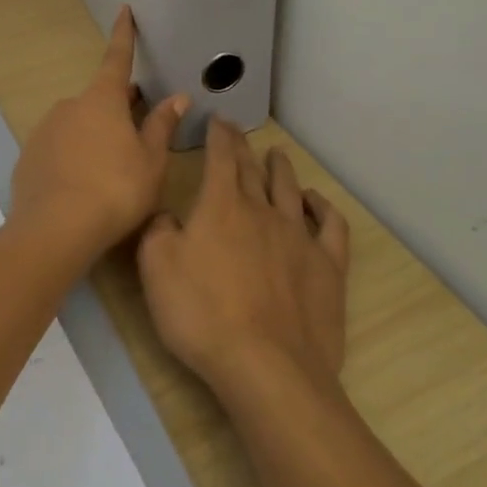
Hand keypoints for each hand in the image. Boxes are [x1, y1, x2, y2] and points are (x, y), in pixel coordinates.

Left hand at [9, 7, 188, 262]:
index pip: (117, 58)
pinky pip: (58, 149)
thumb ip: (161, 126)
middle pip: (99, 99)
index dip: (123, 35)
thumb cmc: (115, 190)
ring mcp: (45, 130)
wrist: (54, 230)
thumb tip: (177, 96)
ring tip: (110, 172)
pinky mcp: (28, 157)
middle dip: (118, 108)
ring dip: (94, 136)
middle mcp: (70, 106)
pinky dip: (72, 157)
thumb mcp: (150, 161)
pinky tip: (82, 186)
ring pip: (78, 125)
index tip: (123, 10)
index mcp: (103, 100)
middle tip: (137, 130)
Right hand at [137, 119, 349, 402]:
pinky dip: (323, 207)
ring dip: (281, 169)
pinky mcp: (327, 266)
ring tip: (277, 155)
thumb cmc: (202, 315)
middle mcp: (262, 210)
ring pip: (290, 189)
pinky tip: (316, 201)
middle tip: (238, 132)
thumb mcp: (156, 269)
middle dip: (243, 147)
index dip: (218, 134)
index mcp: (221, 205)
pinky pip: (330, 225)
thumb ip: (158, 231)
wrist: (267, 366)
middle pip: (253, 169)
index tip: (217, 119)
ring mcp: (299, 236)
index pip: (220, 156)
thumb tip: (168, 215)